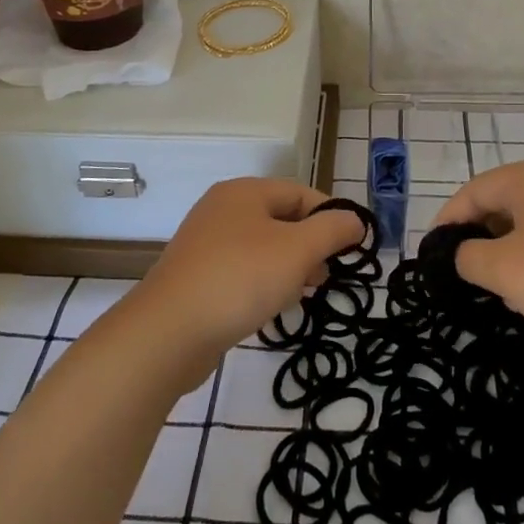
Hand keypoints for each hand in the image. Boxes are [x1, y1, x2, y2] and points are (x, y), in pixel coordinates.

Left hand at [132, 178, 364, 363]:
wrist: (168, 332)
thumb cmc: (240, 279)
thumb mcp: (297, 250)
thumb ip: (332, 230)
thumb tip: (355, 220)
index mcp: (244, 192)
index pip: (301, 193)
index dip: (331, 216)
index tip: (352, 249)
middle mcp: (223, 209)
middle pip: (281, 219)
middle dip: (311, 245)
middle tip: (327, 275)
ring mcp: (206, 244)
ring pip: (263, 247)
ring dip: (289, 267)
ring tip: (304, 294)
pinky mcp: (197, 276)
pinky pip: (242, 270)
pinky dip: (263, 283)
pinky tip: (272, 308)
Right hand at [434, 157, 523, 343]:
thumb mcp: (506, 271)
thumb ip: (468, 258)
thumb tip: (463, 254)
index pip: (471, 192)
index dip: (447, 223)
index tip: (433, 255)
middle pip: (500, 204)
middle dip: (480, 240)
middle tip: (468, 276)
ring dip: (509, 253)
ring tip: (505, 291)